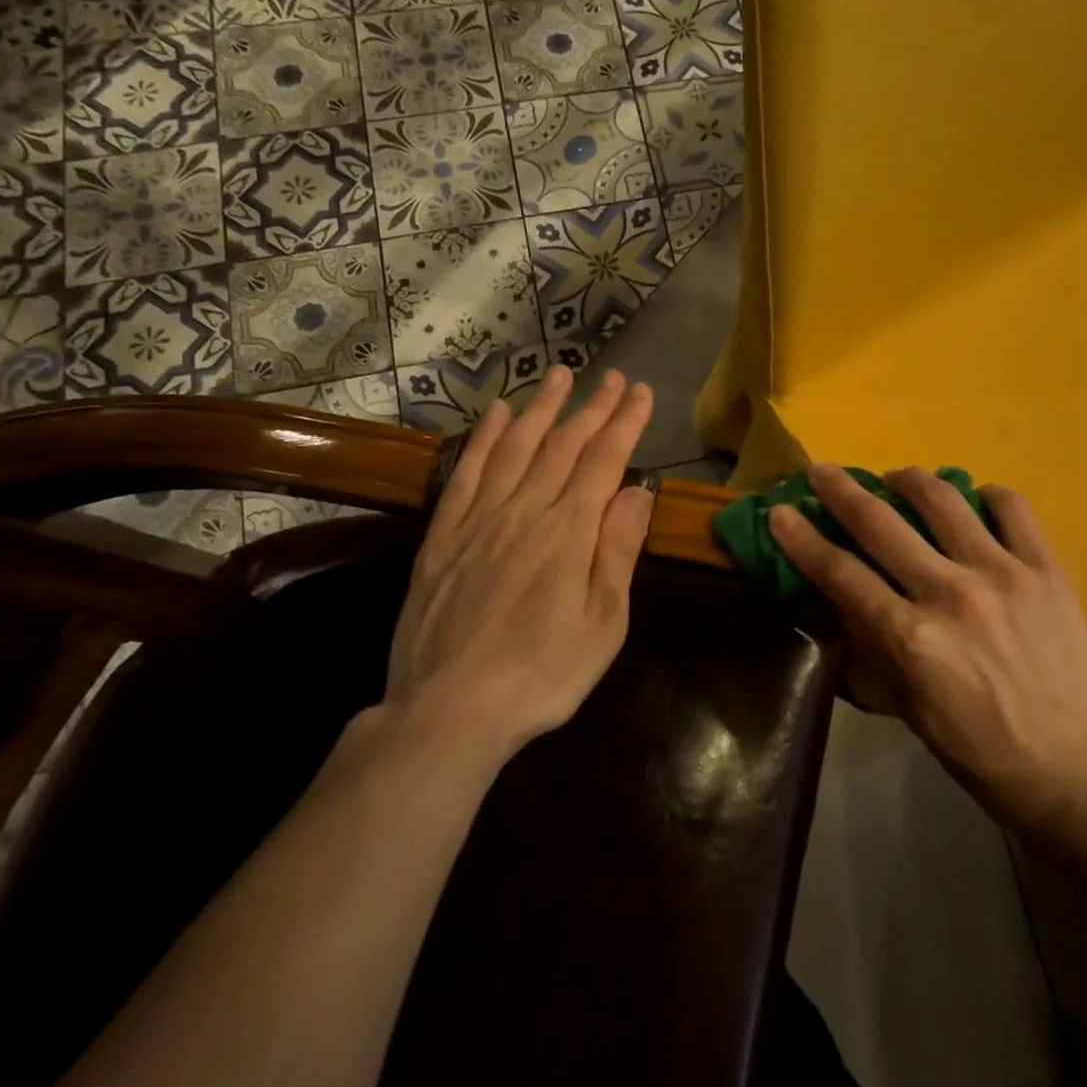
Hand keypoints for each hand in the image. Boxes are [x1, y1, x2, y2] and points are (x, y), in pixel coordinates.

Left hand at [379, 365, 654, 766]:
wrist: (448, 712)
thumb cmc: (541, 676)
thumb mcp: (603, 626)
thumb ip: (617, 552)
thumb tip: (637, 492)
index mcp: (568, 533)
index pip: (604, 462)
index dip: (625, 423)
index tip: (642, 393)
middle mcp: (525, 511)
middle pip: (563, 445)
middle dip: (592, 406)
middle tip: (612, 376)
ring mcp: (479, 519)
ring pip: (516, 447)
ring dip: (541, 407)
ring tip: (559, 374)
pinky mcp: (444, 535)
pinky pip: (466, 473)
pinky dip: (484, 439)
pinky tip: (496, 415)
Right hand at [769, 464, 1086, 833]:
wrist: (1083, 769)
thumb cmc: (985, 754)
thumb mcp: (912, 711)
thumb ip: (876, 648)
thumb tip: (845, 599)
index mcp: (912, 639)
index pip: (840, 574)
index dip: (802, 539)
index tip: (780, 512)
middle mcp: (950, 593)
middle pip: (880, 523)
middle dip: (840, 490)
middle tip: (822, 470)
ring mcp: (1002, 573)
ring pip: (943, 499)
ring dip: (909, 479)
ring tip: (897, 478)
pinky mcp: (1046, 568)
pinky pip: (1011, 507)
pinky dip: (985, 495)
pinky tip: (975, 501)